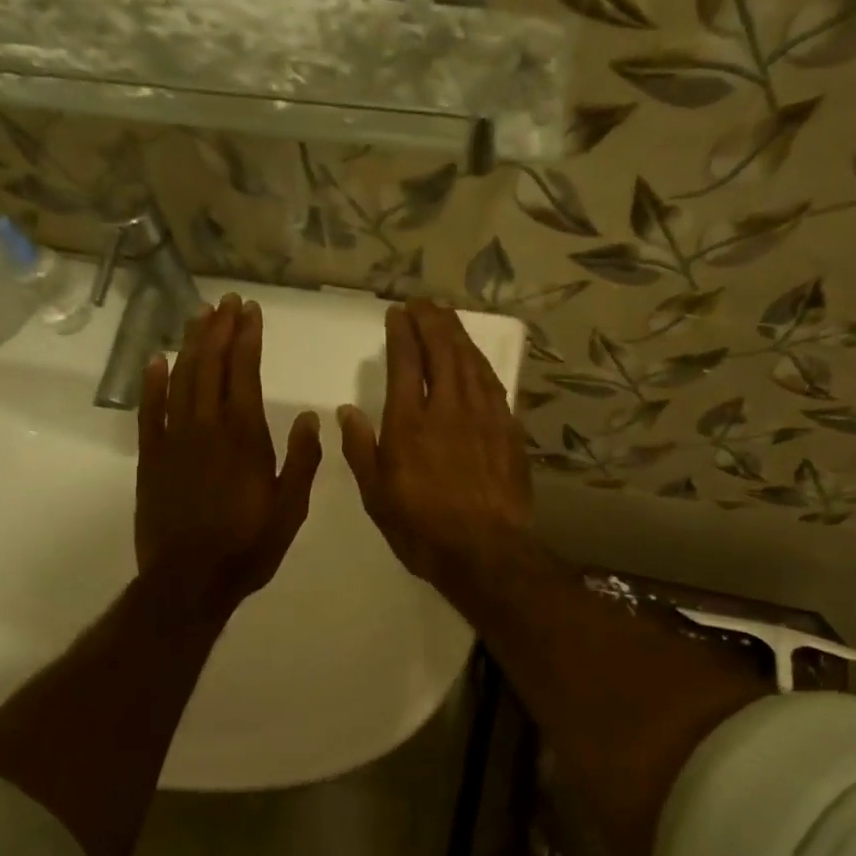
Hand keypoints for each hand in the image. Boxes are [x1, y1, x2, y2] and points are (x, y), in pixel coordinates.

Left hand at [137, 294, 320, 616]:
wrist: (190, 580)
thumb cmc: (248, 548)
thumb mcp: (291, 510)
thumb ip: (302, 461)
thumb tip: (308, 418)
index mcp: (245, 438)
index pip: (244, 373)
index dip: (246, 338)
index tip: (250, 311)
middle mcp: (207, 428)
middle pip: (210, 366)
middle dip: (219, 329)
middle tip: (226, 302)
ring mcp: (174, 440)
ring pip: (181, 379)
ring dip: (190, 345)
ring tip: (199, 316)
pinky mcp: (151, 458)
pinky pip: (149, 411)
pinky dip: (152, 383)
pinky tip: (156, 359)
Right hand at [337, 299, 533, 596]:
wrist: (486, 551)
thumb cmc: (422, 529)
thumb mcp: (377, 497)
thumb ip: (361, 450)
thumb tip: (347, 411)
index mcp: (409, 424)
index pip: (406, 362)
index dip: (402, 333)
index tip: (397, 313)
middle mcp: (448, 409)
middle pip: (442, 351)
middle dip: (431, 322)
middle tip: (423, 304)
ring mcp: (483, 417)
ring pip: (470, 362)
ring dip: (458, 335)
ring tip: (447, 317)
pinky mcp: (508, 430)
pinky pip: (493, 384)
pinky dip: (481, 363)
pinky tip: (476, 359)